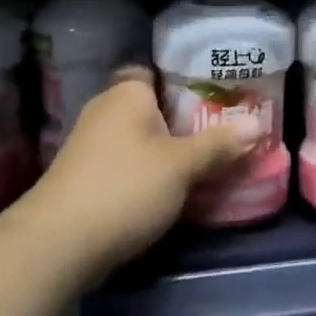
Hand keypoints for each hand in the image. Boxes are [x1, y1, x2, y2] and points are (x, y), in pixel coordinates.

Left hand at [18, 69, 259, 277]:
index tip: (218, 97)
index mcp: (127, 93)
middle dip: (183, 121)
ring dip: (166, 150)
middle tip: (223, 132)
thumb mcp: (181, 166)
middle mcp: (105, 110)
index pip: (157, 72)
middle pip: (152, 108)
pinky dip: (147, 172)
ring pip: (140, 139)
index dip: (187, 81)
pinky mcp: (85, 177)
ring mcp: (90, 145)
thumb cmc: (125, 188)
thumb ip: (218, 144)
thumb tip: (256, 124)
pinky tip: (171, 189)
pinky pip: (127, 164)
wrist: (58, 243)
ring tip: (206, 162)